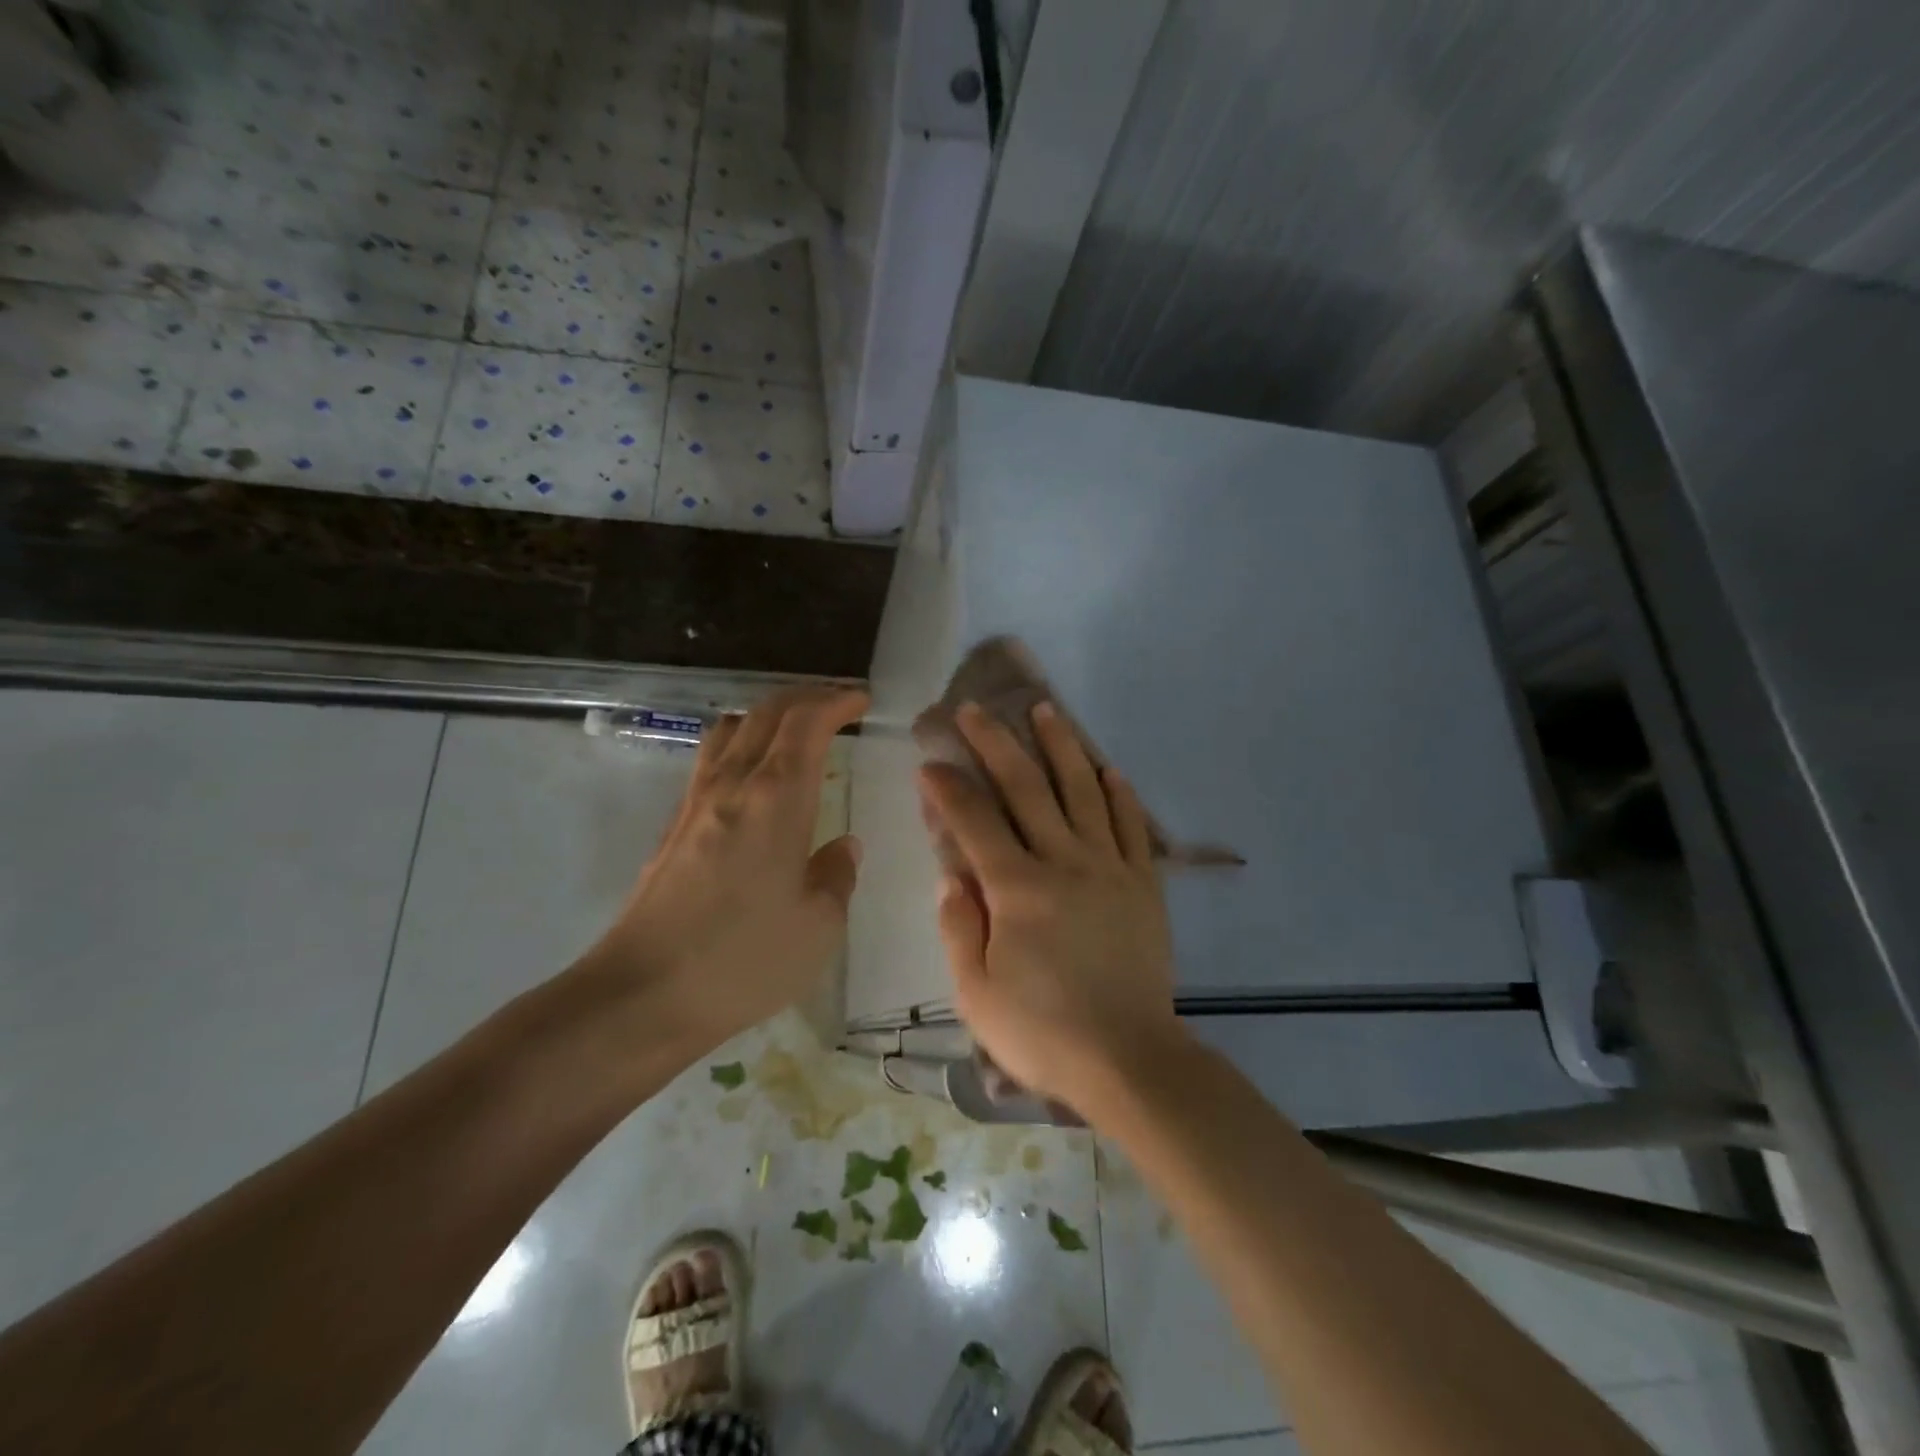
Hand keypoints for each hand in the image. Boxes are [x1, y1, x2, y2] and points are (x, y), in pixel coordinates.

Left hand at [588, 685, 867, 1051]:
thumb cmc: (744, 960)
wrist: (642, 994)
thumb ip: (837, 876)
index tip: (861, 701)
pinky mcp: (673, 825)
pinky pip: (711, 759)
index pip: (807, 723)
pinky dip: (742, 743)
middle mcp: (734, 784)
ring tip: (794, 731)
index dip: (836, 701)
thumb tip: (843, 846)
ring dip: (768, 715)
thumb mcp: (818, 927)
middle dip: (806, 697)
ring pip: (732, 728)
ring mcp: (697, 801)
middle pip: (767, 712)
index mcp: (778, 798)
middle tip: (837, 705)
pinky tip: (753, 776)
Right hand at [919, 701, 1185, 1110]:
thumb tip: (949, 874)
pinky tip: (1107, 768)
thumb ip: (958, 926)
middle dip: (995, 743)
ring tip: (1045, 710)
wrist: (1129, 1059)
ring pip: (1082, 790)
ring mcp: (1109, 867)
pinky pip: (1131, 825)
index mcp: (1017, 889)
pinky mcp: (1143, 883)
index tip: (929, 762)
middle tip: (974, 709)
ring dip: (1061, 746)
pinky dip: (1118, 792)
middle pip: (1026, 787)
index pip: (974, 821)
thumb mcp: (975, 993)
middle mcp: (1064, 862)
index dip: (948, 787)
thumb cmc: (1042, 1031)